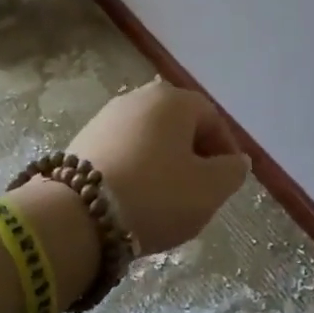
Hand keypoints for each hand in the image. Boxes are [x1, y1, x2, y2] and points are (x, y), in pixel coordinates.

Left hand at [68, 80, 250, 252]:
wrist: (77, 215)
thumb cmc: (156, 195)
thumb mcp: (209, 189)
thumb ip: (232, 172)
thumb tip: (236, 161)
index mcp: (173, 100)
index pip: (212, 119)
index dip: (226, 151)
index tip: (228, 182)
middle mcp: (138, 98)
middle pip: (179, 126)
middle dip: (194, 156)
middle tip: (199, 191)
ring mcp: (106, 117)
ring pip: (150, 139)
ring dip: (164, 164)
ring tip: (166, 200)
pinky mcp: (82, 140)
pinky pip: (124, 152)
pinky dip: (136, 170)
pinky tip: (136, 198)